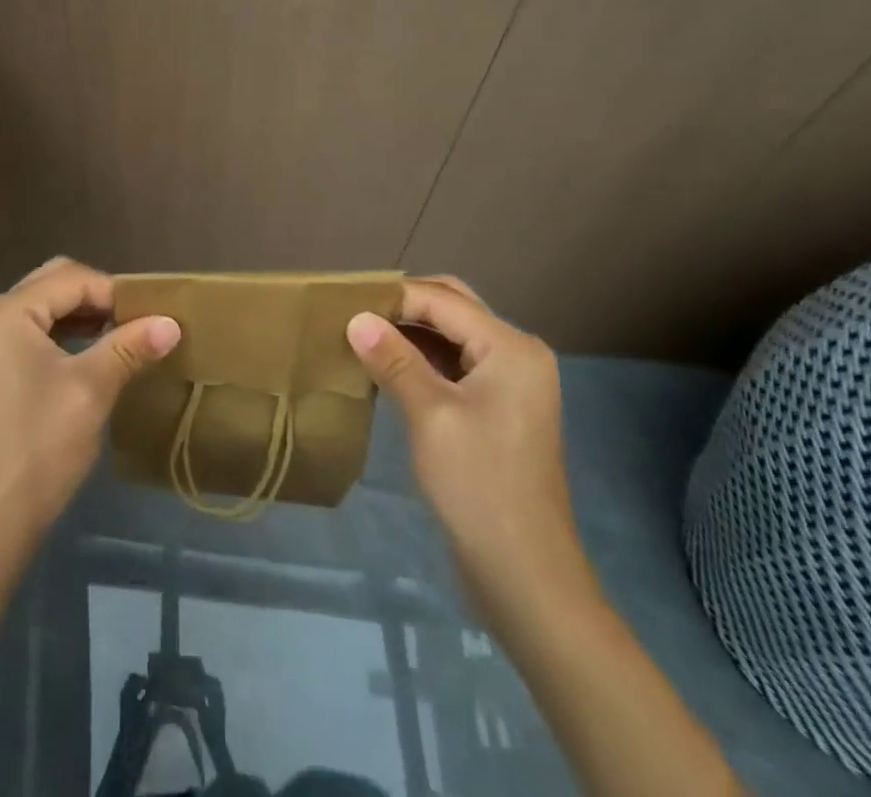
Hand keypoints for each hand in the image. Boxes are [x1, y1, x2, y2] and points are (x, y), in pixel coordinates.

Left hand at [0, 257, 180, 550]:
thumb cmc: (38, 446)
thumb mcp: (91, 389)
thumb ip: (130, 347)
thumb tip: (172, 321)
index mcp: (6, 312)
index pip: (71, 279)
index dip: (115, 292)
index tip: (155, 314)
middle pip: (53, 285)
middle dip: (98, 298)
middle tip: (139, 320)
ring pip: (45, 309)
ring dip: (84, 316)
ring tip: (125, 336)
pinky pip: (34, 334)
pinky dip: (66, 336)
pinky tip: (95, 356)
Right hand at [346, 276, 587, 609]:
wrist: (526, 575)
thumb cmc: (479, 486)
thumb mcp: (430, 415)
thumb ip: (394, 360)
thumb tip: (355, 318)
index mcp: (510, 347)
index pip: (442, 300)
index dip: (393, 296)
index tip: (344, 300)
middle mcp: (517, 354)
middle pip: (454, 308)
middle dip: (404, 305)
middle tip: (354, 311)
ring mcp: (511, 383)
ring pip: (453, 336)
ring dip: (411, 331)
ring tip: (362, 333)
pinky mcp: (500, 409)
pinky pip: (457, 364)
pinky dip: (423, 358)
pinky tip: (387, 366)